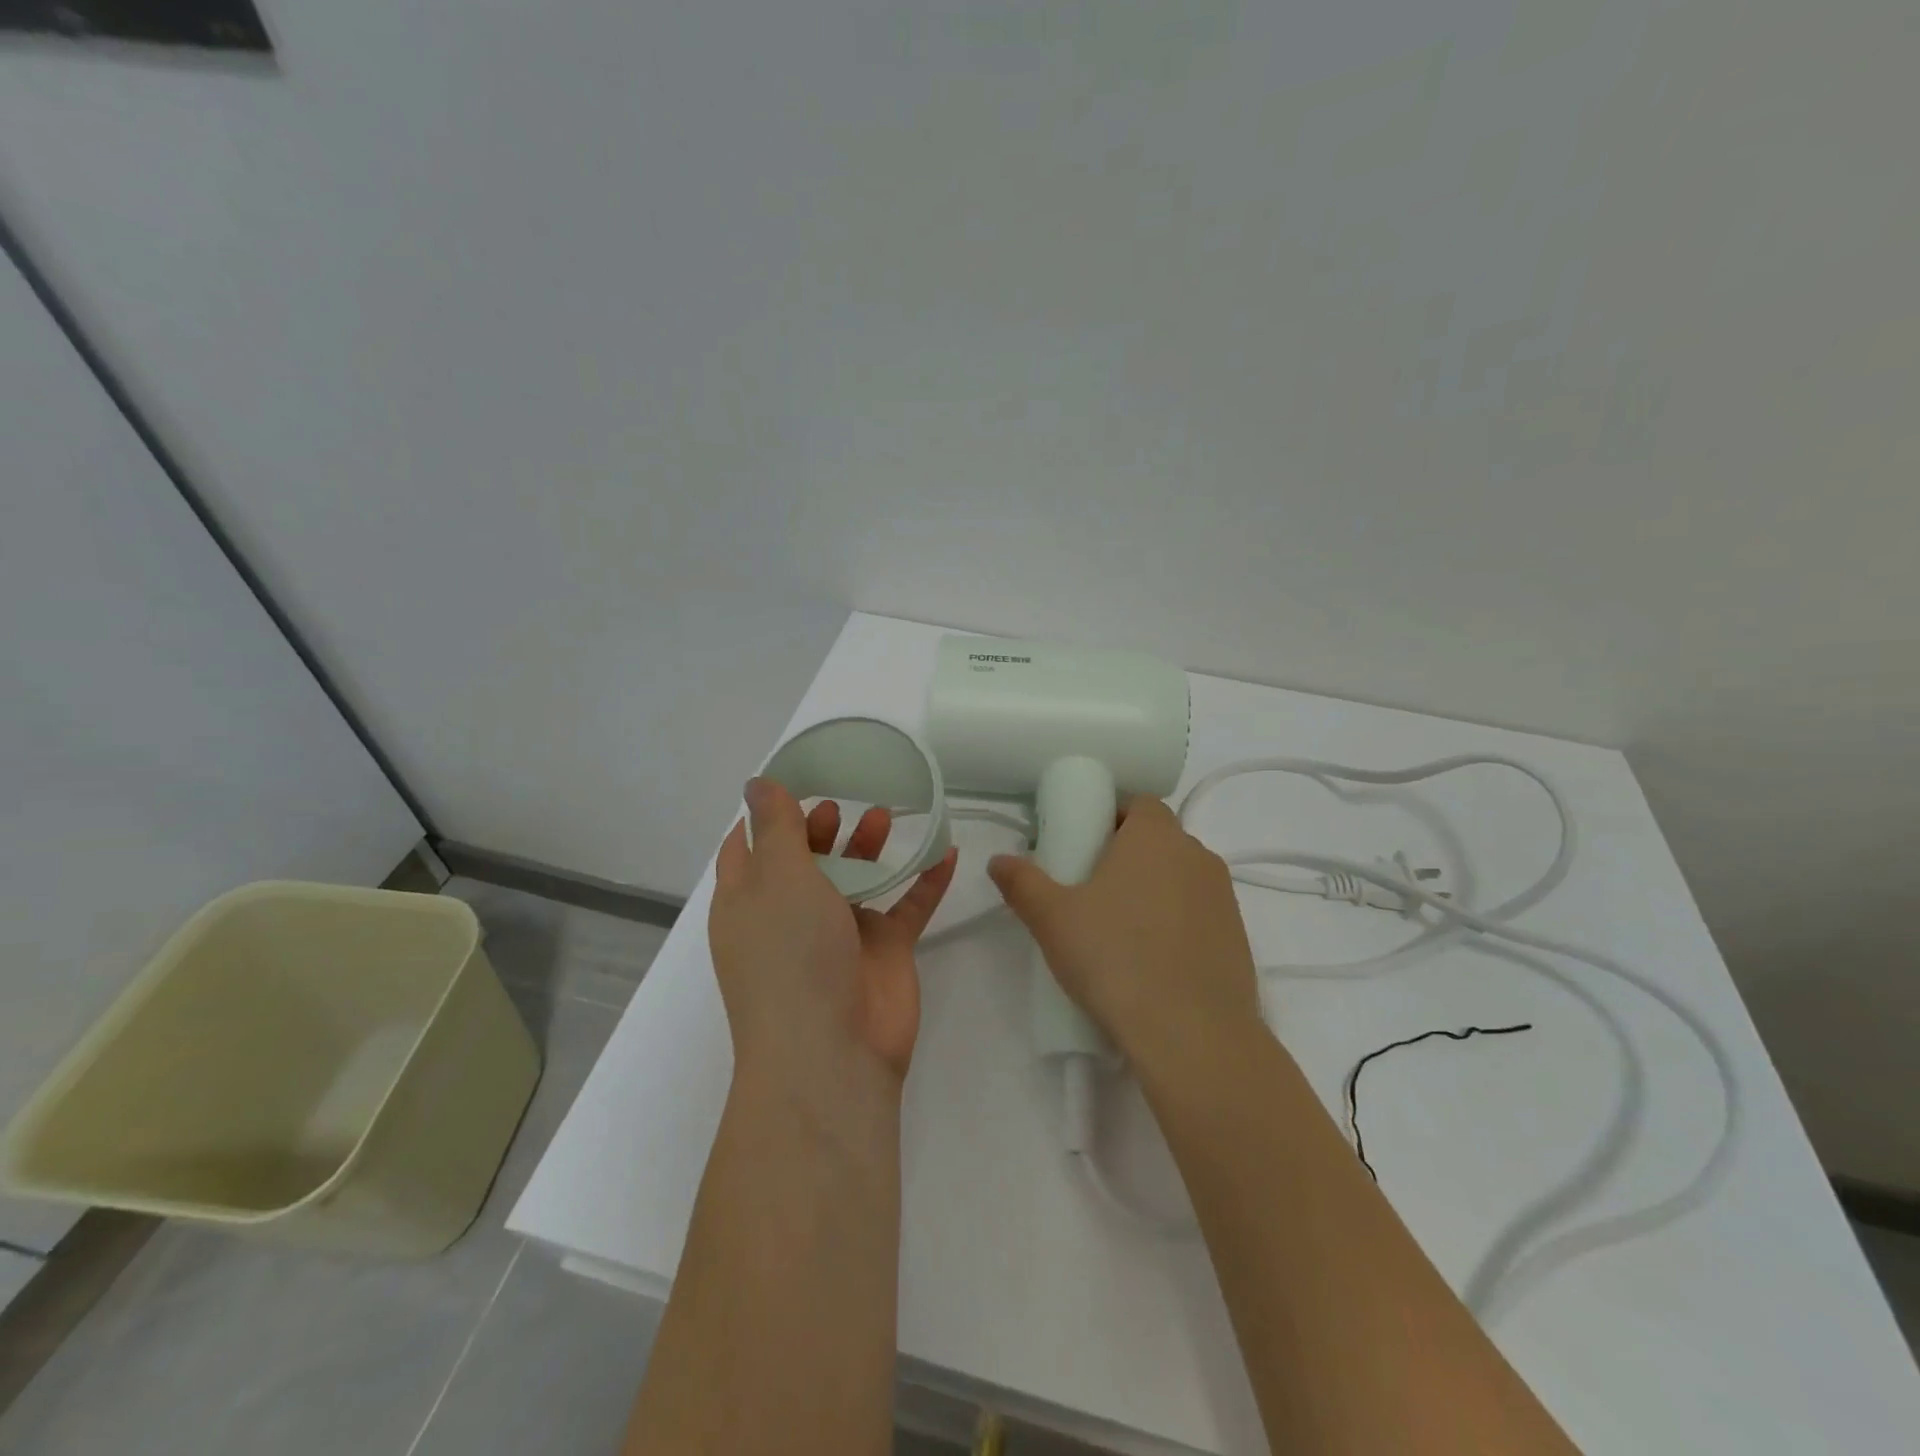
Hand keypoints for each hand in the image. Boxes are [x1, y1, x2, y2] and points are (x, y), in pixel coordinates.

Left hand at [709, 778, 957, 1098]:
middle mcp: (791, 915)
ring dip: (870, 846)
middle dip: (823, 826)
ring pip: (857, 878)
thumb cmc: (790, 955)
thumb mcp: (778, 878)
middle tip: (844, 800)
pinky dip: (925, 880)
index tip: (795, 778)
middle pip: (807, 859)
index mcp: (750, 901)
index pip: (749, 847)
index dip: (767, 814)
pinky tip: (947, 851)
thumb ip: (776, 827)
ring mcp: (839, 935)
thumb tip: (757, 783)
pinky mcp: (883, 952)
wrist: (831, 1053)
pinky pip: (908, 907)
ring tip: (885, 815)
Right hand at [987, 795, 1261, 1070]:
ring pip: (1180, 878)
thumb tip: (998, 861)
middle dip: (1128, 856)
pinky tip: (1152, 962)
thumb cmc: (1115, 957)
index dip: (1111, 819)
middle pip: (1159, 840)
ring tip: (1120, 932)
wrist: (1192, 1034)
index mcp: (1156, 835)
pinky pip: (1199, 914)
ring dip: (1154, 891)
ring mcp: (1224, 897)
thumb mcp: (1052, 919)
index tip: (1084, 849)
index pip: (1138, 804)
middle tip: (1092, 892)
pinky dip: (1177, 925)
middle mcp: (1197, 855)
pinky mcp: (1238, 937)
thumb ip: (1022, 882)